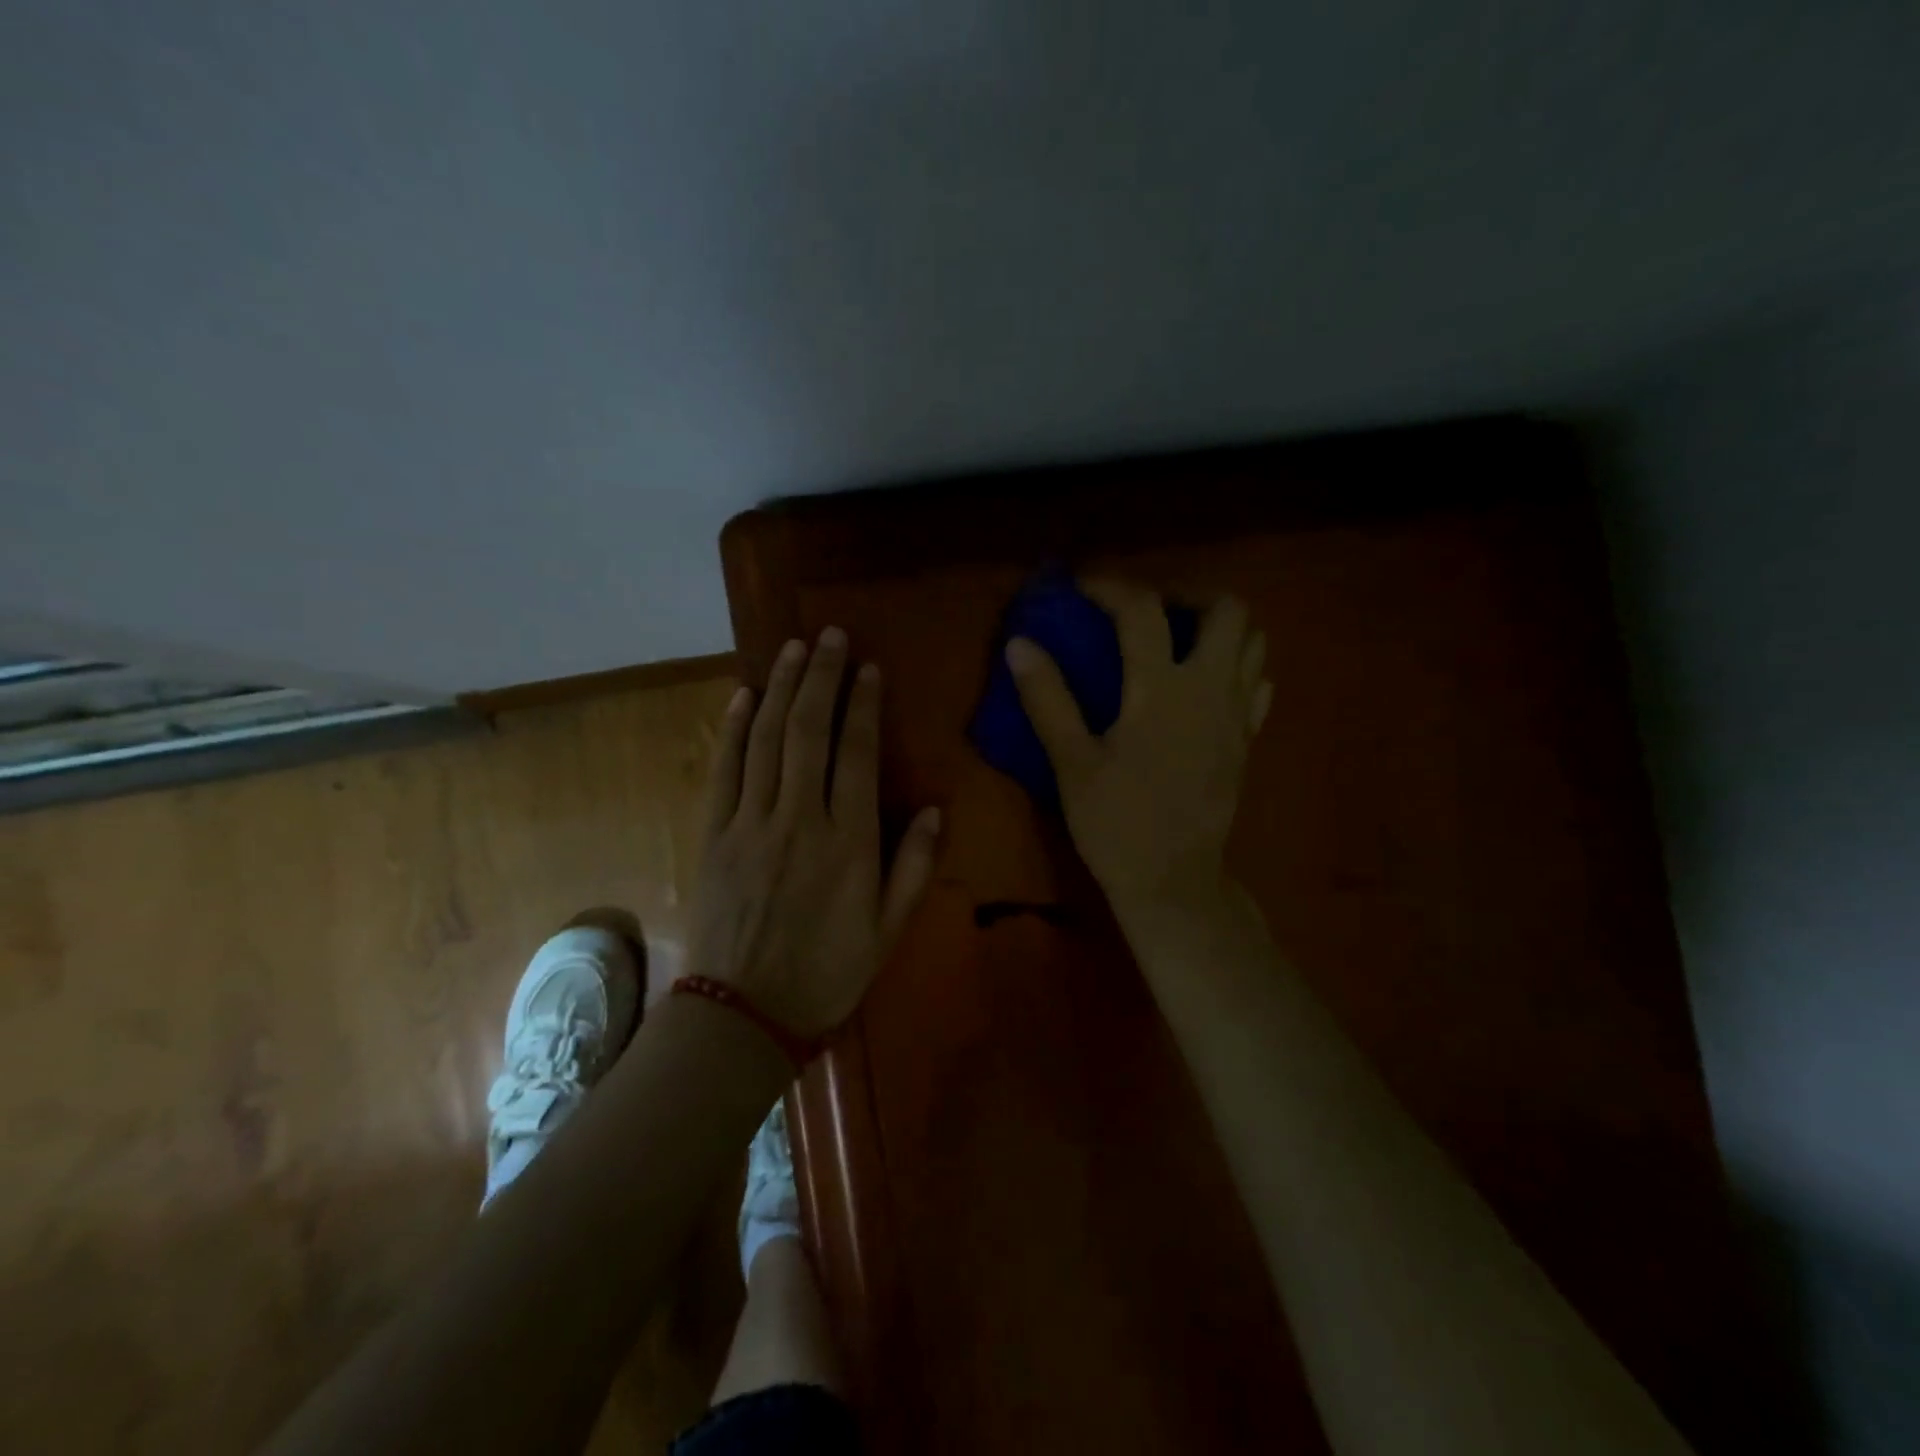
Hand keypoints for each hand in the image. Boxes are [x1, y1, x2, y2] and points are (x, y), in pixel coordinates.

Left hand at [689, 628, 941, 1038]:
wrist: (743, 1013)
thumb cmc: (826, 973)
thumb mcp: (888, 930)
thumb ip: (913, 867)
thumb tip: (933, 809)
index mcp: (848, 842)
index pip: (857, 754)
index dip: (863, 705)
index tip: (868, 668)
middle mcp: (798, 819)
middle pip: (809, 731)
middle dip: (821, 677)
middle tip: (830, 636)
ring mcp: (750, 823)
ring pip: (766, 740)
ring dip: (780, 688)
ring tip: (792, 648)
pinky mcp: (714, 834)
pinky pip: (724, 769)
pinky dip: (733, 728)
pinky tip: (743, 695)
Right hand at [1007, 580, 1270, 919]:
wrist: (1174, 882)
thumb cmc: (1116, 824)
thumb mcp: (1072, 763)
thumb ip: (1048, 698)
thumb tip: (1020, 644)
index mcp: (1162, 689)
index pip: (1142, 610)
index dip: (1110, 587)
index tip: (1082, 587)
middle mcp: (1210, 689)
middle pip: (1227, 609)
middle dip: (1188, 596)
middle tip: (1149, 612)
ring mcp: (1237, 714)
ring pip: (1254, 642)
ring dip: (1218, 627)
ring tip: (1178, 640)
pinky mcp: (1247, 740)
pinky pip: (1257, 683)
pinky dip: (1236, 667)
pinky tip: (1203, 684)